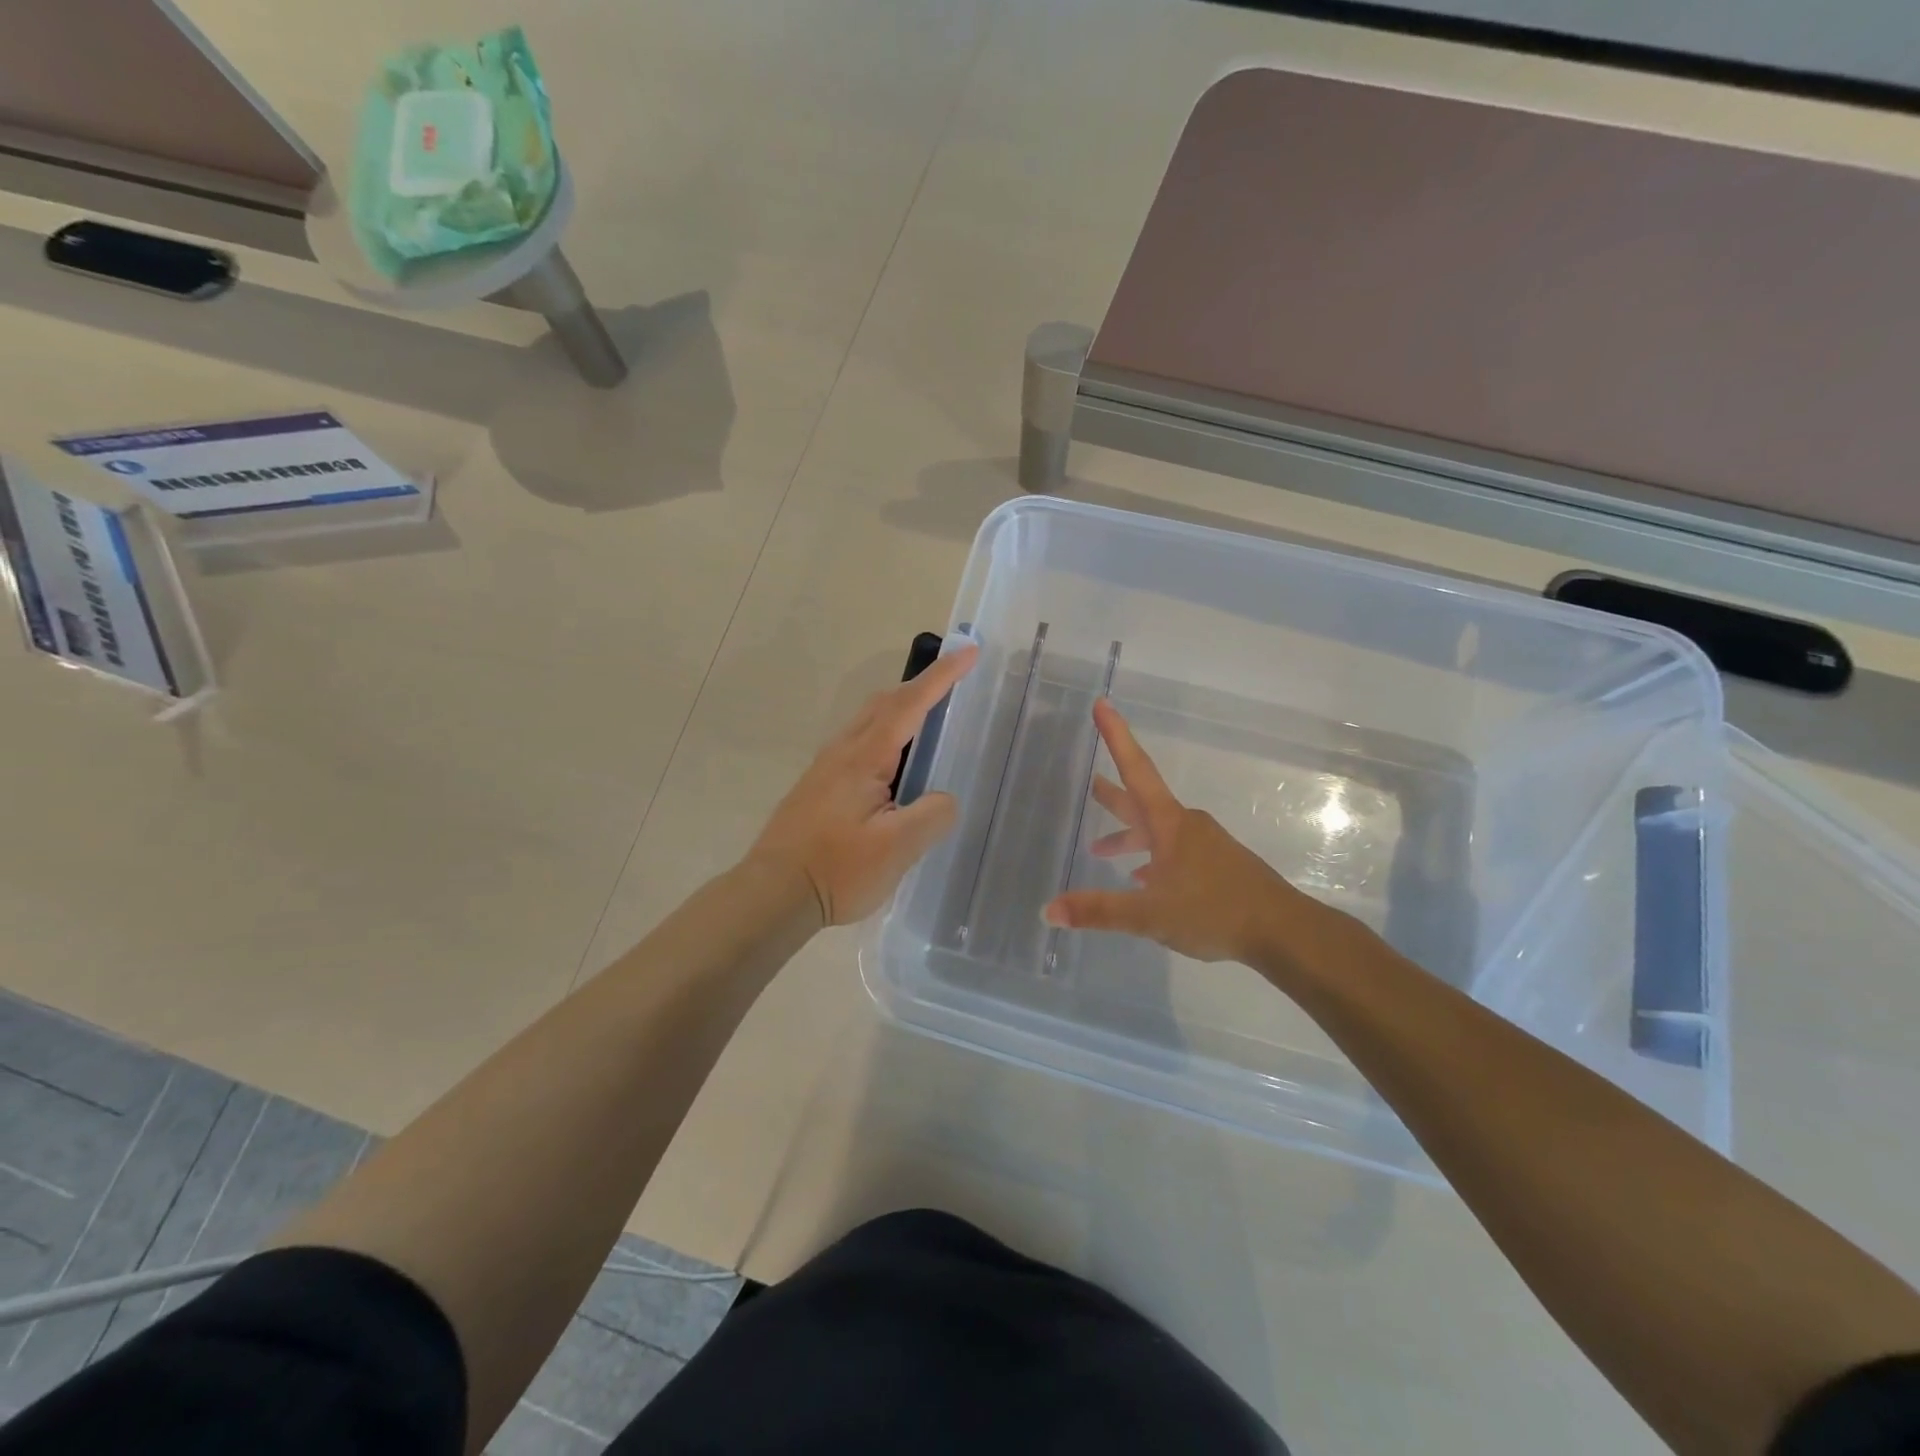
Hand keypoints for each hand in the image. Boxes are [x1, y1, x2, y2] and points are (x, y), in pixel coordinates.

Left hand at [748, 645, 978, 926]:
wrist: (772, 894)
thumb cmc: (837, 869)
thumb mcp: (897, 848)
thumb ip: (931, 816)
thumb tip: (943, 799)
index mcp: (864, 757)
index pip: (909, 704)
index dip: (941, 677)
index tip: (967, 651)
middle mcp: (842, 752)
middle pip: (884, 703)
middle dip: (920, 686)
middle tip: (953, 685)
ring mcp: (825, 769)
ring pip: (867, 723)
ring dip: (900, 710)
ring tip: (929, 724)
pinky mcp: (818, 788)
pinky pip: (858, 744)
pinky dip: (885, 736)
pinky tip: (894, 768)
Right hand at [1043, 699, 1327, 965]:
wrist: (1284, 931)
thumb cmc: (1215, 911)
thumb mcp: (1150, 915)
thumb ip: (1099, 911)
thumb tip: (1049, 910)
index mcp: (1169, 824)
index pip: (1135, 769)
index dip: (1116, 736)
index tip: (1101, 704)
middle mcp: (1185, 826)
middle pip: (1141, 800)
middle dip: (1112, 793)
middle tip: (1088, 782)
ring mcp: (1204, 846)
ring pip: (1156, 832)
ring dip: (1128, 836)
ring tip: (1101, 848)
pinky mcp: (1216, 867)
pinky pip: (1172, 852)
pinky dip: (1150, 858)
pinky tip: (1142, 880)